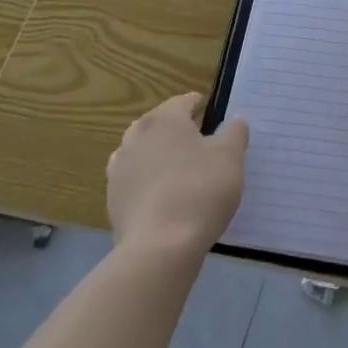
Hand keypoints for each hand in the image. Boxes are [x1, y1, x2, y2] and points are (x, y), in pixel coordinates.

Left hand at [107, 93, 247, 256]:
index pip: (184, 102)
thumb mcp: (231, 156)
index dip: (201, 106)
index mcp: (164, 119)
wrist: (160, 246)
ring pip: (143, 151)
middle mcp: (135, 136)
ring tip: (181, 171)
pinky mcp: (112, 199)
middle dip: (178, 130)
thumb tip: (235, 121)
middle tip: (201, 144)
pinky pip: (135, 180)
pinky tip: (165, 198)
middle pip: (159, 124)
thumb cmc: (200, 189)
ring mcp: (119, 169)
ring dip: (160, 155)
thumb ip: (235, 132)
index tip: (214, 116)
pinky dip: (148, 182)